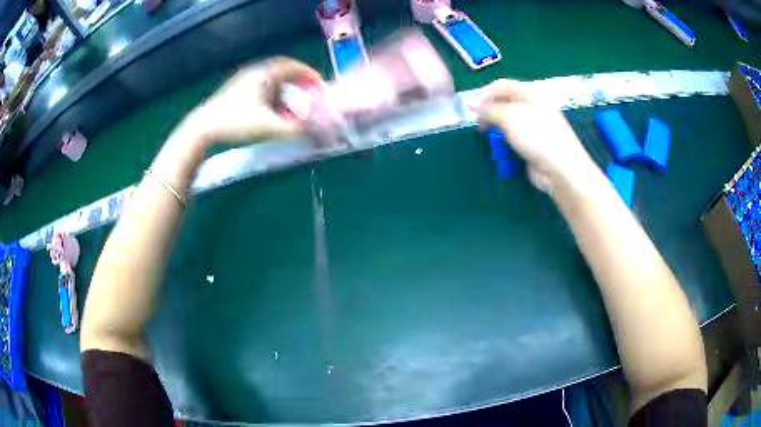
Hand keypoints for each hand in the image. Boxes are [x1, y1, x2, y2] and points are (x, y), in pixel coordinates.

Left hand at [185, 57, 323, 145]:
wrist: (202, 129)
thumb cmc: (236, 123)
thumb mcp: (268, 127)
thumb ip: (295, 129)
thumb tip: (317, 130)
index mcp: (264, 74)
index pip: (293, 66)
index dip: (309, 75)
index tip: (320, 86)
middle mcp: (254, 73)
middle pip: (283, 72)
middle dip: (298, 83)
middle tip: (309, 94)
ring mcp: (243, 81)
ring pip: (271, 82)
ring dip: (285, 91)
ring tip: (291, 107)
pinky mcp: (235, 92)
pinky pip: (261, 89)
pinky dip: (272, 97)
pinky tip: (271, 112)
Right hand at [478, 79, 597, 190]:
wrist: (560, 169)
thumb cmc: (537, 136)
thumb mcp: (509, 117)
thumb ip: (489, 109)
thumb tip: (473, 106)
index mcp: (532, 92)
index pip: (502, 85)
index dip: (484, 95)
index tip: (472, 110)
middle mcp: (534, 105)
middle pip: (504, 103)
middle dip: (490, 113)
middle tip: (480, 126)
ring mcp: (534, 125)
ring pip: (507, 122)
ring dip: (496, 129)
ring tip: (490, 138)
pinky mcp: (533, 143)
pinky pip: (513, 137)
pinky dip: (505, 141)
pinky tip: (501, 149)